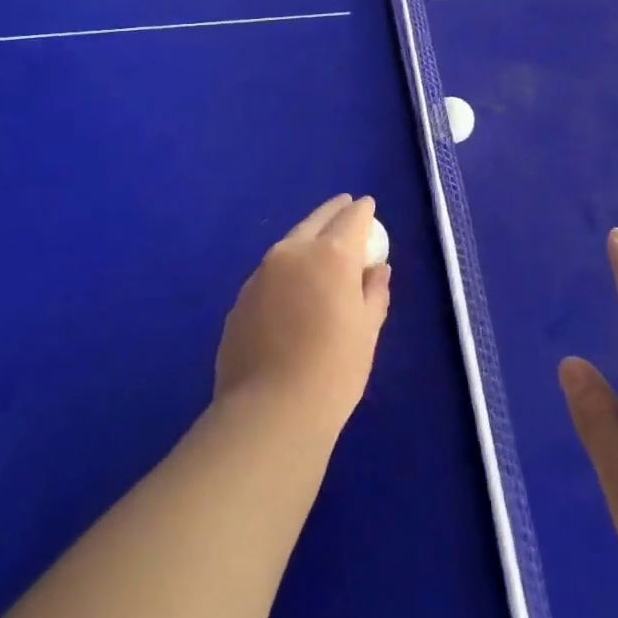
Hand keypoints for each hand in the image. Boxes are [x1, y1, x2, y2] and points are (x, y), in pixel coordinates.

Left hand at [215, 195, 391, 439]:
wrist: (269, 412)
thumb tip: (377, 270)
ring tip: (318, 247)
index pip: (352, 218)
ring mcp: (260, 274)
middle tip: (344, 206)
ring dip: (306, 239)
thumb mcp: (367, 331)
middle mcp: (292, 253)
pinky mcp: (240, 299)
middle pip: (316, 220)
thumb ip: (374, 292)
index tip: (368, 206)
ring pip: (289, 244)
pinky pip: (270, 273)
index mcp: (330, 255)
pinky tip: (292, 289)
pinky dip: (286, 270)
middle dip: (333, 211)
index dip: (363, 211)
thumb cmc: (334, 370)